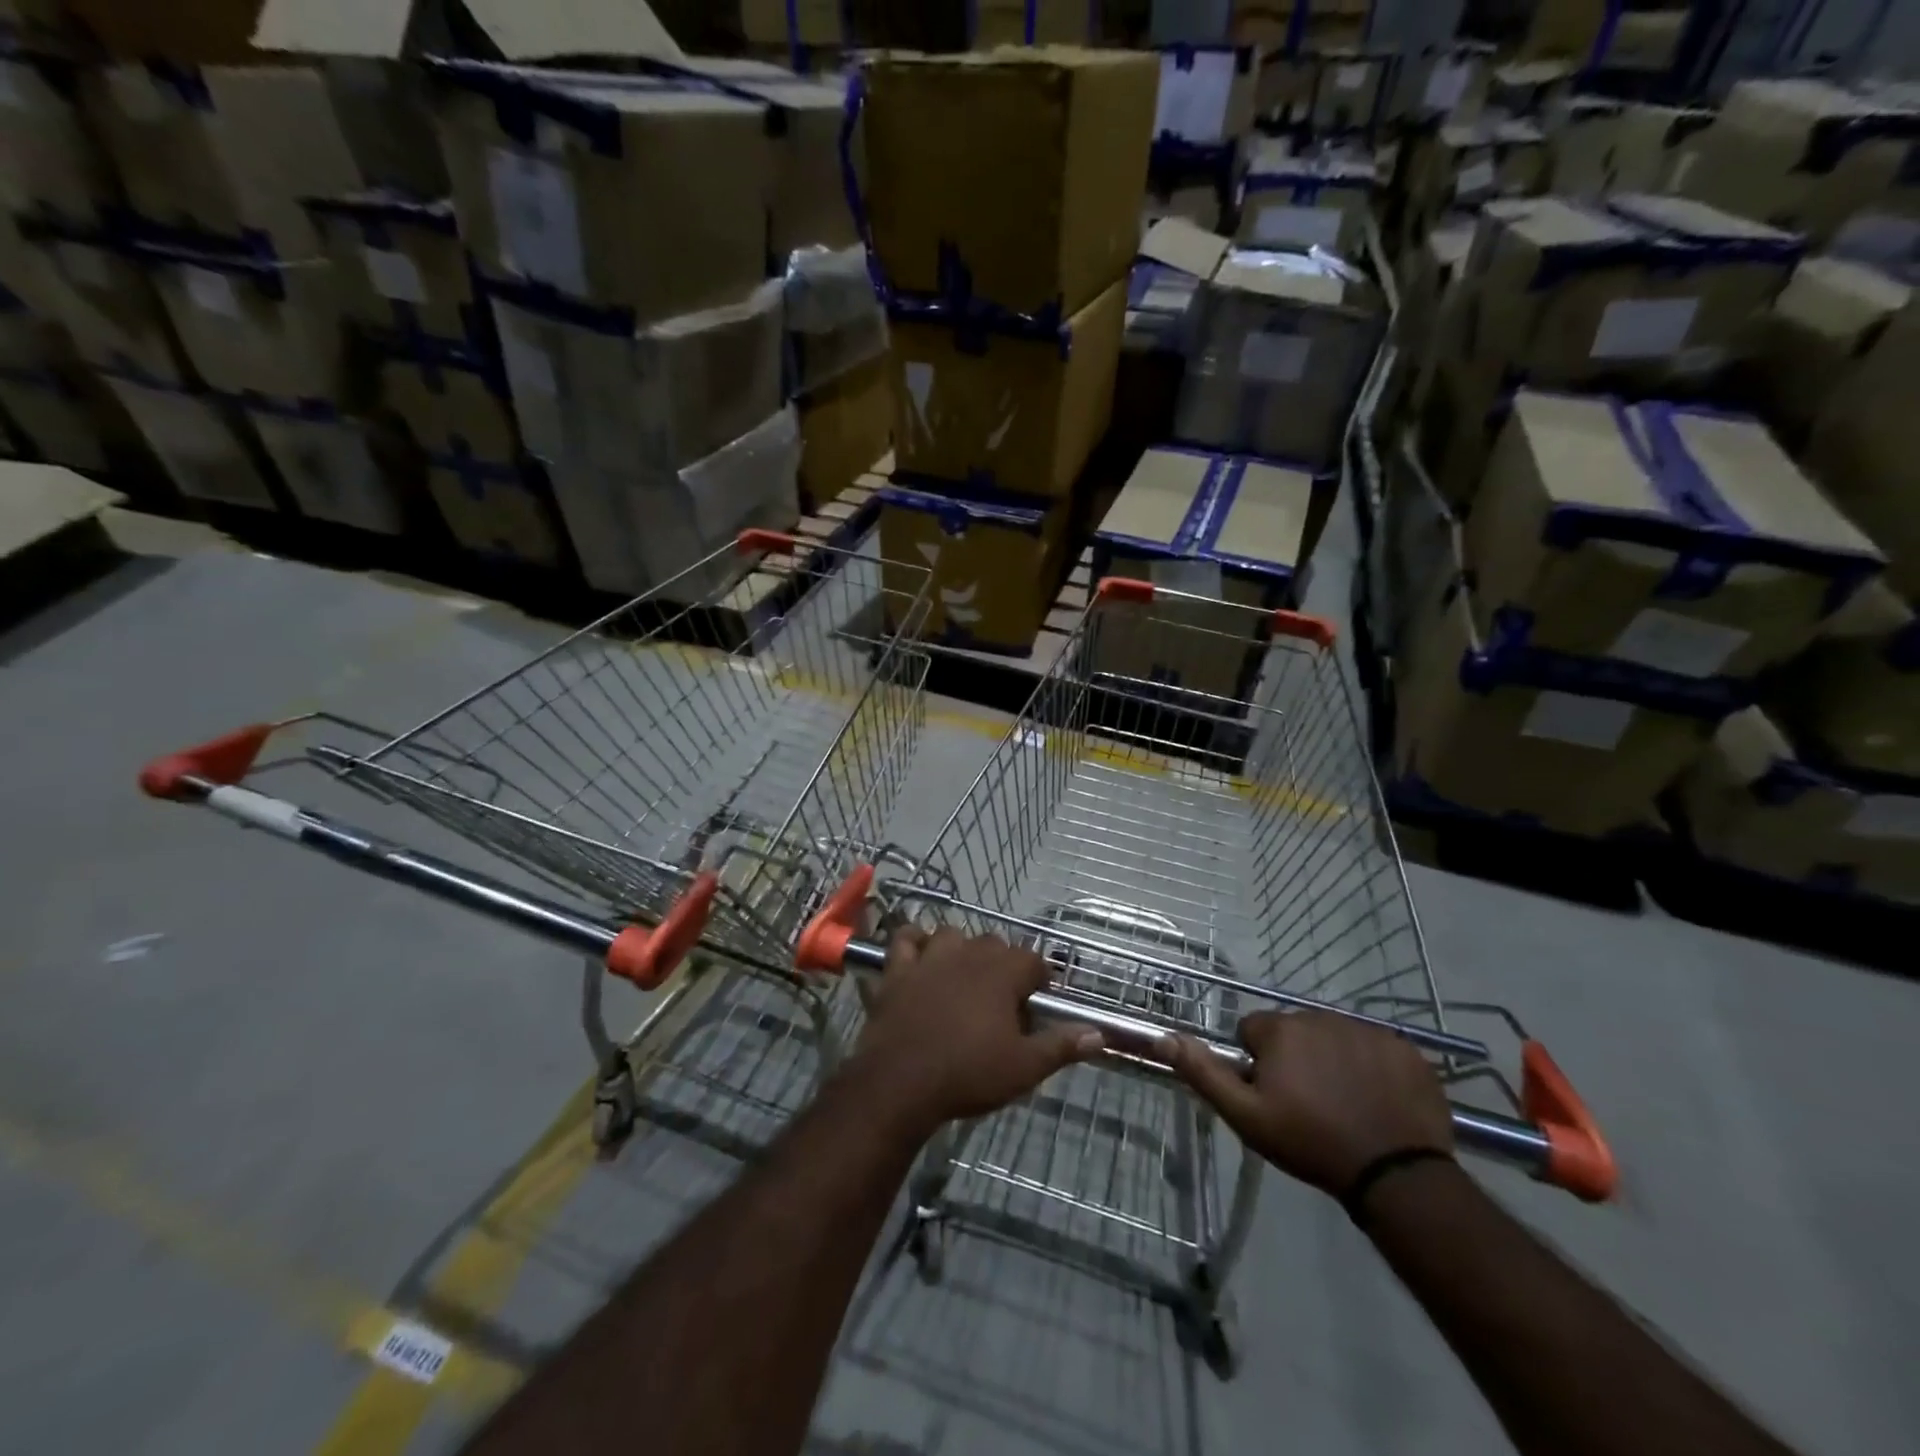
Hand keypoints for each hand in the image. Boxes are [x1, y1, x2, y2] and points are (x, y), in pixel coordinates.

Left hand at [849, 926, 1103, 1131]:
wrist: (900, 1082)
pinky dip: (914, 942)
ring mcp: (930, 958)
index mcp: (1002, 973)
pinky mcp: (898, 969)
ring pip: (952, 934)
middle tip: (1003, 1001)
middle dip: (1003, 965)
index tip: (1037, 1003)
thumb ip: (1061, 1046)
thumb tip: (1099, 1034)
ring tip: (964, 977)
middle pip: (994, 944)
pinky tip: (920, 956)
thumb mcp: (1024, 1068)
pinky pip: (905, 939)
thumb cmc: (968, 1074)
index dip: (1038, 980)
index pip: (1032, 960)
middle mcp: (968, 954)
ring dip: (961, 949)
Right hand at [1170, 1009, 1453, 1195]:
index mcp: (1281, 1030)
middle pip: (1296, 1031)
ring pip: (1335, 1037)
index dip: (1258, 1062)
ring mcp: (1367, 1030)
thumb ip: (1204, 1072)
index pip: (1254, 1030)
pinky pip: (1376, 1048)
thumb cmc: (1310, 1142)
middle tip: (1307, 1103)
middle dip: (1296, 1058)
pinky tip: (1378, 1100)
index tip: (1272, 1094)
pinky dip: (1372, 1067)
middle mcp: (1321, 1016)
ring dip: (1332, 1060)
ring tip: (1344, 1103)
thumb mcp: (1246, 1116)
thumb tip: (1165, 1037)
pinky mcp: (1406, 1049)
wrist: (1395, 1174)